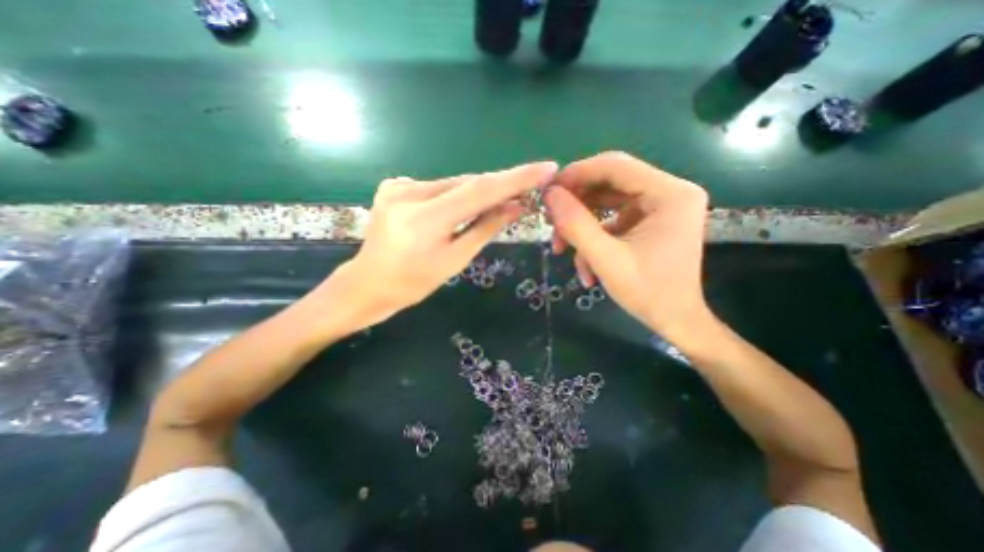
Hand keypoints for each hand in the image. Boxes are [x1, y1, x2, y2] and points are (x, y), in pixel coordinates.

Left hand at [325, 162, 556, 326]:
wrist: (368, 283)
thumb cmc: (414, 283)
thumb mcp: (455, 260)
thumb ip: (486, 228)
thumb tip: (517, 207)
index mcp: (425, 219)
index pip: (480, 190)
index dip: (516, 178)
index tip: (545, 168)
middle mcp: (409, 193)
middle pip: (467, 184)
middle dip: (499, 187)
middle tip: (527, 191)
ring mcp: (397, 185)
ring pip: (452, 184)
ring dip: (476, 193)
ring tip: (496, 204)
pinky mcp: (392, 185)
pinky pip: (436, 187)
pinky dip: (454, 195)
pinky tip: (458, 210)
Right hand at [543, 151, 711, 341]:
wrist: (675, 320)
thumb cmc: (648, 293)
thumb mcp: (606, 260)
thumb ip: (576, 224)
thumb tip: (550, 195)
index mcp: (670, 194)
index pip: (616, 166)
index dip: (577, 174)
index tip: (548, 191)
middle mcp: (669, 192)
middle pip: (610, 182)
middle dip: (576, 203)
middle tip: (551, 222)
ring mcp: (659, 206)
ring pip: (606, 201)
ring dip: (581, 224)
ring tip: (562, 249)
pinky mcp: (649, 221)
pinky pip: (612, 218)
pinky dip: (594, 236)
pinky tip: (586, 264)